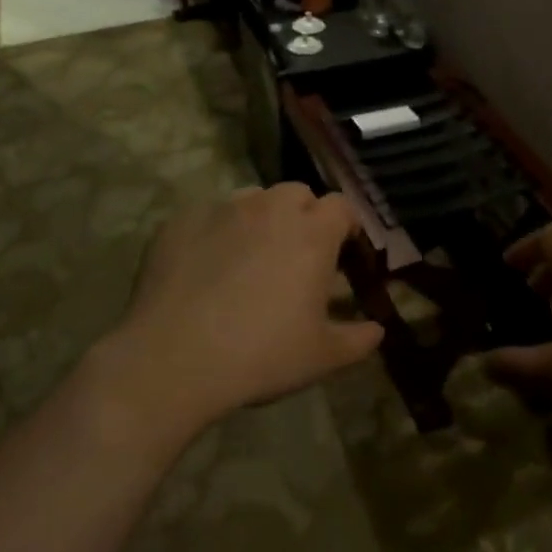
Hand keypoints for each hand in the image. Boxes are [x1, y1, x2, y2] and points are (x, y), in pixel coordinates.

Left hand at [108, 185, 384, 434]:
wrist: (174, 358)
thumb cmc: (261, 354)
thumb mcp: (321, 356)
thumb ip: (357, 339)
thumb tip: (377, 330)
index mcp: (312, 232)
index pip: (341, 206)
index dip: (345, 225)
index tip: (343, 250)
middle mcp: (270, 207)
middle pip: (297, 194)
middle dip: (304, 216)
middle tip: (297, 256)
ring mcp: (223, 209)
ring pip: (253, 198)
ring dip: (261, 219)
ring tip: (250, 259)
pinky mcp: (182, 220)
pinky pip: (209, 215)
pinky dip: (216, 232)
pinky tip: (205, 268)